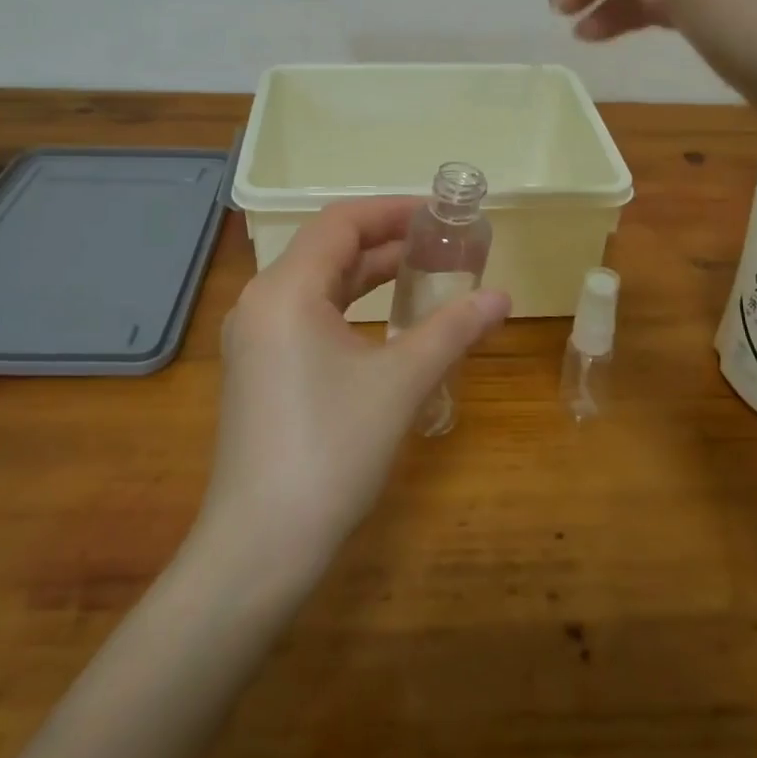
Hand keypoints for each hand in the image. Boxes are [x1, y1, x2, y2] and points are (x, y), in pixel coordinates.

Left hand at [202, 198, 509, 569]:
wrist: (259, 547)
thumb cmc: (331, 451)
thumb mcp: (400, 383)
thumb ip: (452, 330)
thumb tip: (502, 297)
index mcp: (286, 289)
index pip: (341, 222)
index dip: (392, 211)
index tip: (439, 214)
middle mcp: (261, 301)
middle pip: (327, 248)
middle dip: (384, 240)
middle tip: (441, 241)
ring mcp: (254, 337)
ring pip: (316, 282)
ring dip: (367, 273)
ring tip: (422, 271)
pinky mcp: (257, 367)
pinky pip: (306, 313)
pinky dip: (347, 304)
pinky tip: (383, 320)